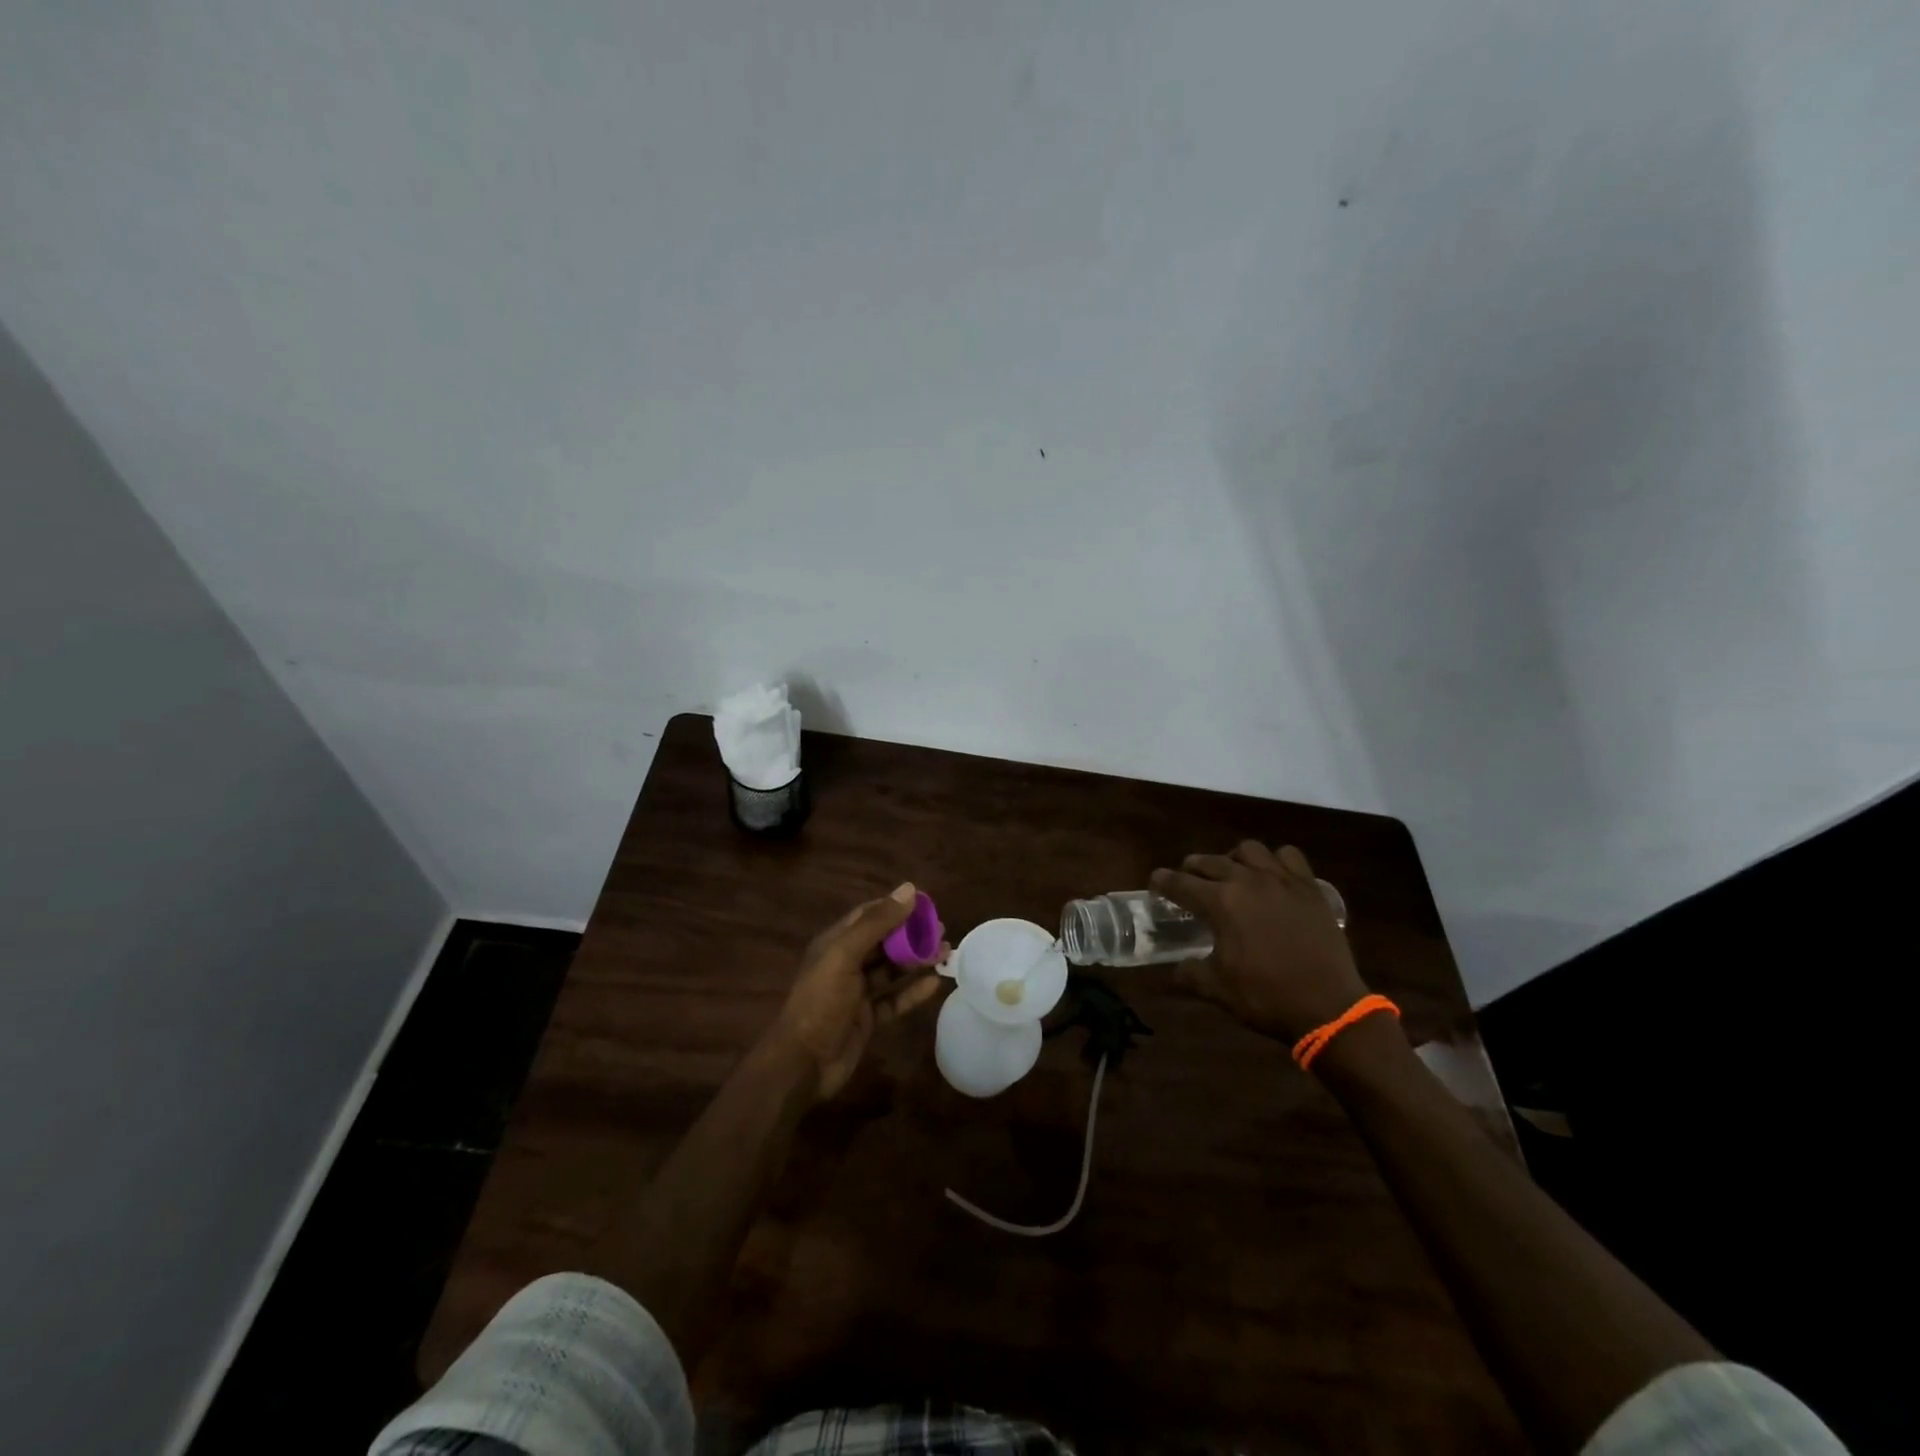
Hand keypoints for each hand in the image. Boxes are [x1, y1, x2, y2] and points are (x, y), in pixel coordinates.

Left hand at [776, 882, 947, 1100]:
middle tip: (942, 930)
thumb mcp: (845, 955)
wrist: (803, 1063)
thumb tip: (909, 889)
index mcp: (835, 942)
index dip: (896, 907)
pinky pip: (895, 999)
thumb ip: (877, 923)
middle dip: (912, 935)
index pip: (869, 915)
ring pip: (892, 970)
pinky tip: (934, 984)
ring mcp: (858, 992)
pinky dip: (913, 991)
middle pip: (884, 941)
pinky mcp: (868, 1018)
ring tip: (946, 953)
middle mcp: (847, 963)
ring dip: (917, 961)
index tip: (926, 904)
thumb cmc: (821, 1001)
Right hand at [1150, 842, 1367, 1042]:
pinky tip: (1273, 877)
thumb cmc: (1266, 996)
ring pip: (1249, 850)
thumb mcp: (1217, 989)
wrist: (1328, 1007)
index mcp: (1220, 902)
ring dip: (1233, 858)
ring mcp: (1281, 880)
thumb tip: (1177, 968)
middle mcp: (1247, 880)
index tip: (1156, 881)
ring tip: (1233, 874)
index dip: (1163, 881)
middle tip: (1189, 880)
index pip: (1180, 883)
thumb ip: (1190, 973)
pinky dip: (1276, 861)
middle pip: (1210, 861)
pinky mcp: (1309, 887)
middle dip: (1193, 868)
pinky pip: (1288, 856)